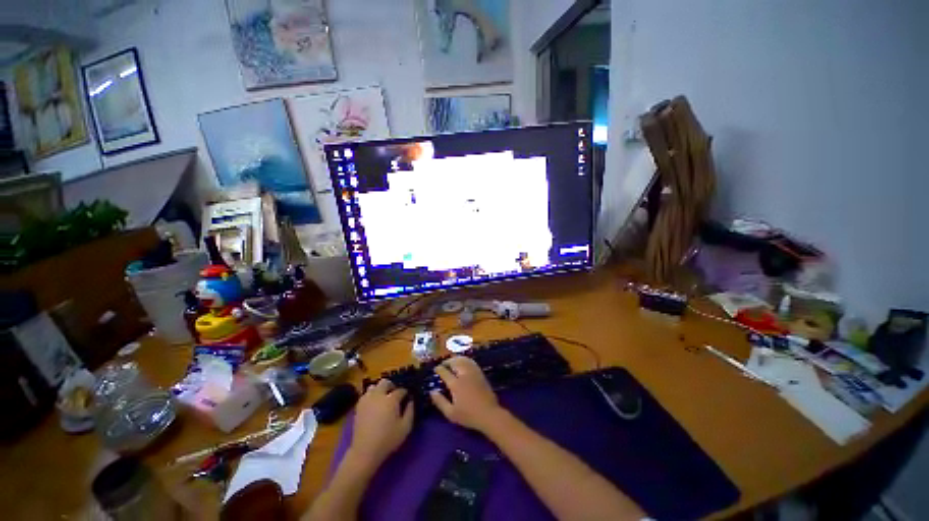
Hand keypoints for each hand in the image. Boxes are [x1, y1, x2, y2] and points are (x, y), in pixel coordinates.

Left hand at [350, 379, 413, 464]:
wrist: (365, 451)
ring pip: (373, 386)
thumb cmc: (387, 440)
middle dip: (391, 386)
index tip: (407, 398)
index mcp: (391, 399)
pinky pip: (365, 395)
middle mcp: (378, 396)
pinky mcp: (358, 406)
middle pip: (385, 382)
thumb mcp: (405, 428)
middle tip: (394, 395)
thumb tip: (410, 401)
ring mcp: (367, 400)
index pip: (400, 390)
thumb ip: (410, 411)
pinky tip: (374, 405)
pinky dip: (371, 396)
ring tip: (383, 399)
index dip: (405, 393)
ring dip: (379, 390)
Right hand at [430, 356, 505, 431]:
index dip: (439, 369)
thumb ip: (440, 402)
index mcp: (456, 384)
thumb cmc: (468, 415)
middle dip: (447, 361)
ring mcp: (473, 373)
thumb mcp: (451, 413)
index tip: (436, 369)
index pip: (445, 372)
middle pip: (454, 362)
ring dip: (456, 359)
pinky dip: (465, 360)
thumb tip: (432, 392)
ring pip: (463, 360)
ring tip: (452, 362)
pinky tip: (463, 363)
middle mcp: (464, 375)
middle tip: (443, 365)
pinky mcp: (480, 373)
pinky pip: (471, 362)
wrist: (489, 414)